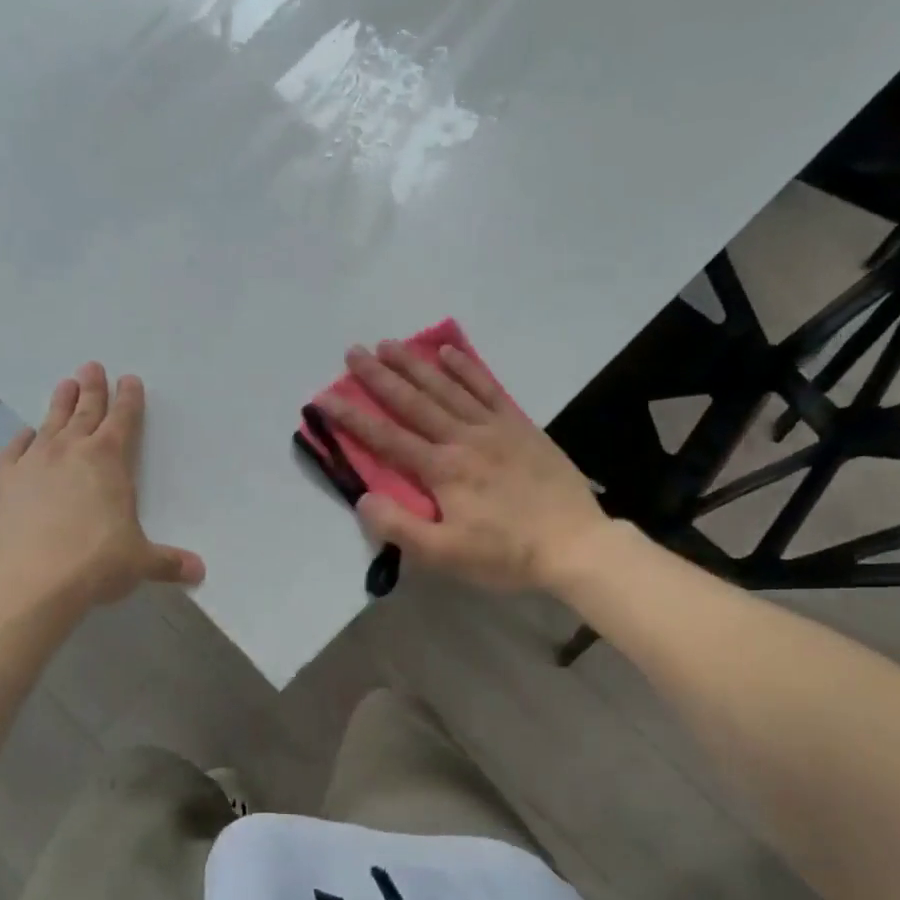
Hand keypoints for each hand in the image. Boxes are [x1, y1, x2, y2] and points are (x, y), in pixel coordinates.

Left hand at [0, 364, 203, 606]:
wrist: (30, 581)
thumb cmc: (96, 564)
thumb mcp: (140, 562)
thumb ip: (169, 562)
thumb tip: (200, 572)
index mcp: (109, 461)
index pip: (123, 420)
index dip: (128, 399)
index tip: (129, 380)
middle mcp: (70, 451)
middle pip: (85, 411)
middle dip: (92, 389)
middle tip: (92, 367)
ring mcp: (32, 463)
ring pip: (49, 423)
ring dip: (60, 403)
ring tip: (65, 384)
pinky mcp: (2, 482)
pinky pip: (13, 450)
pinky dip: (22, 439)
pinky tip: (25, 435)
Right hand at [319, 341, 607, 592]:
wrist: (575, 544)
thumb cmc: (506, 555)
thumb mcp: (446, 556)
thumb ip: (401, 527)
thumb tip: (364, 499)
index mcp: (442, 470)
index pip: (386, 438)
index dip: (351, 417)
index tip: (324, 397)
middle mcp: (463, 438)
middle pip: (413, 402)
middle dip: (379, 377)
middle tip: (353, 352)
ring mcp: (494, 427)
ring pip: (446, 388)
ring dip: (415, 365)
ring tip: (390, 344)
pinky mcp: (520, 426)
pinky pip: (488, 389)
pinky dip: (466, 368)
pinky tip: (449, 351)